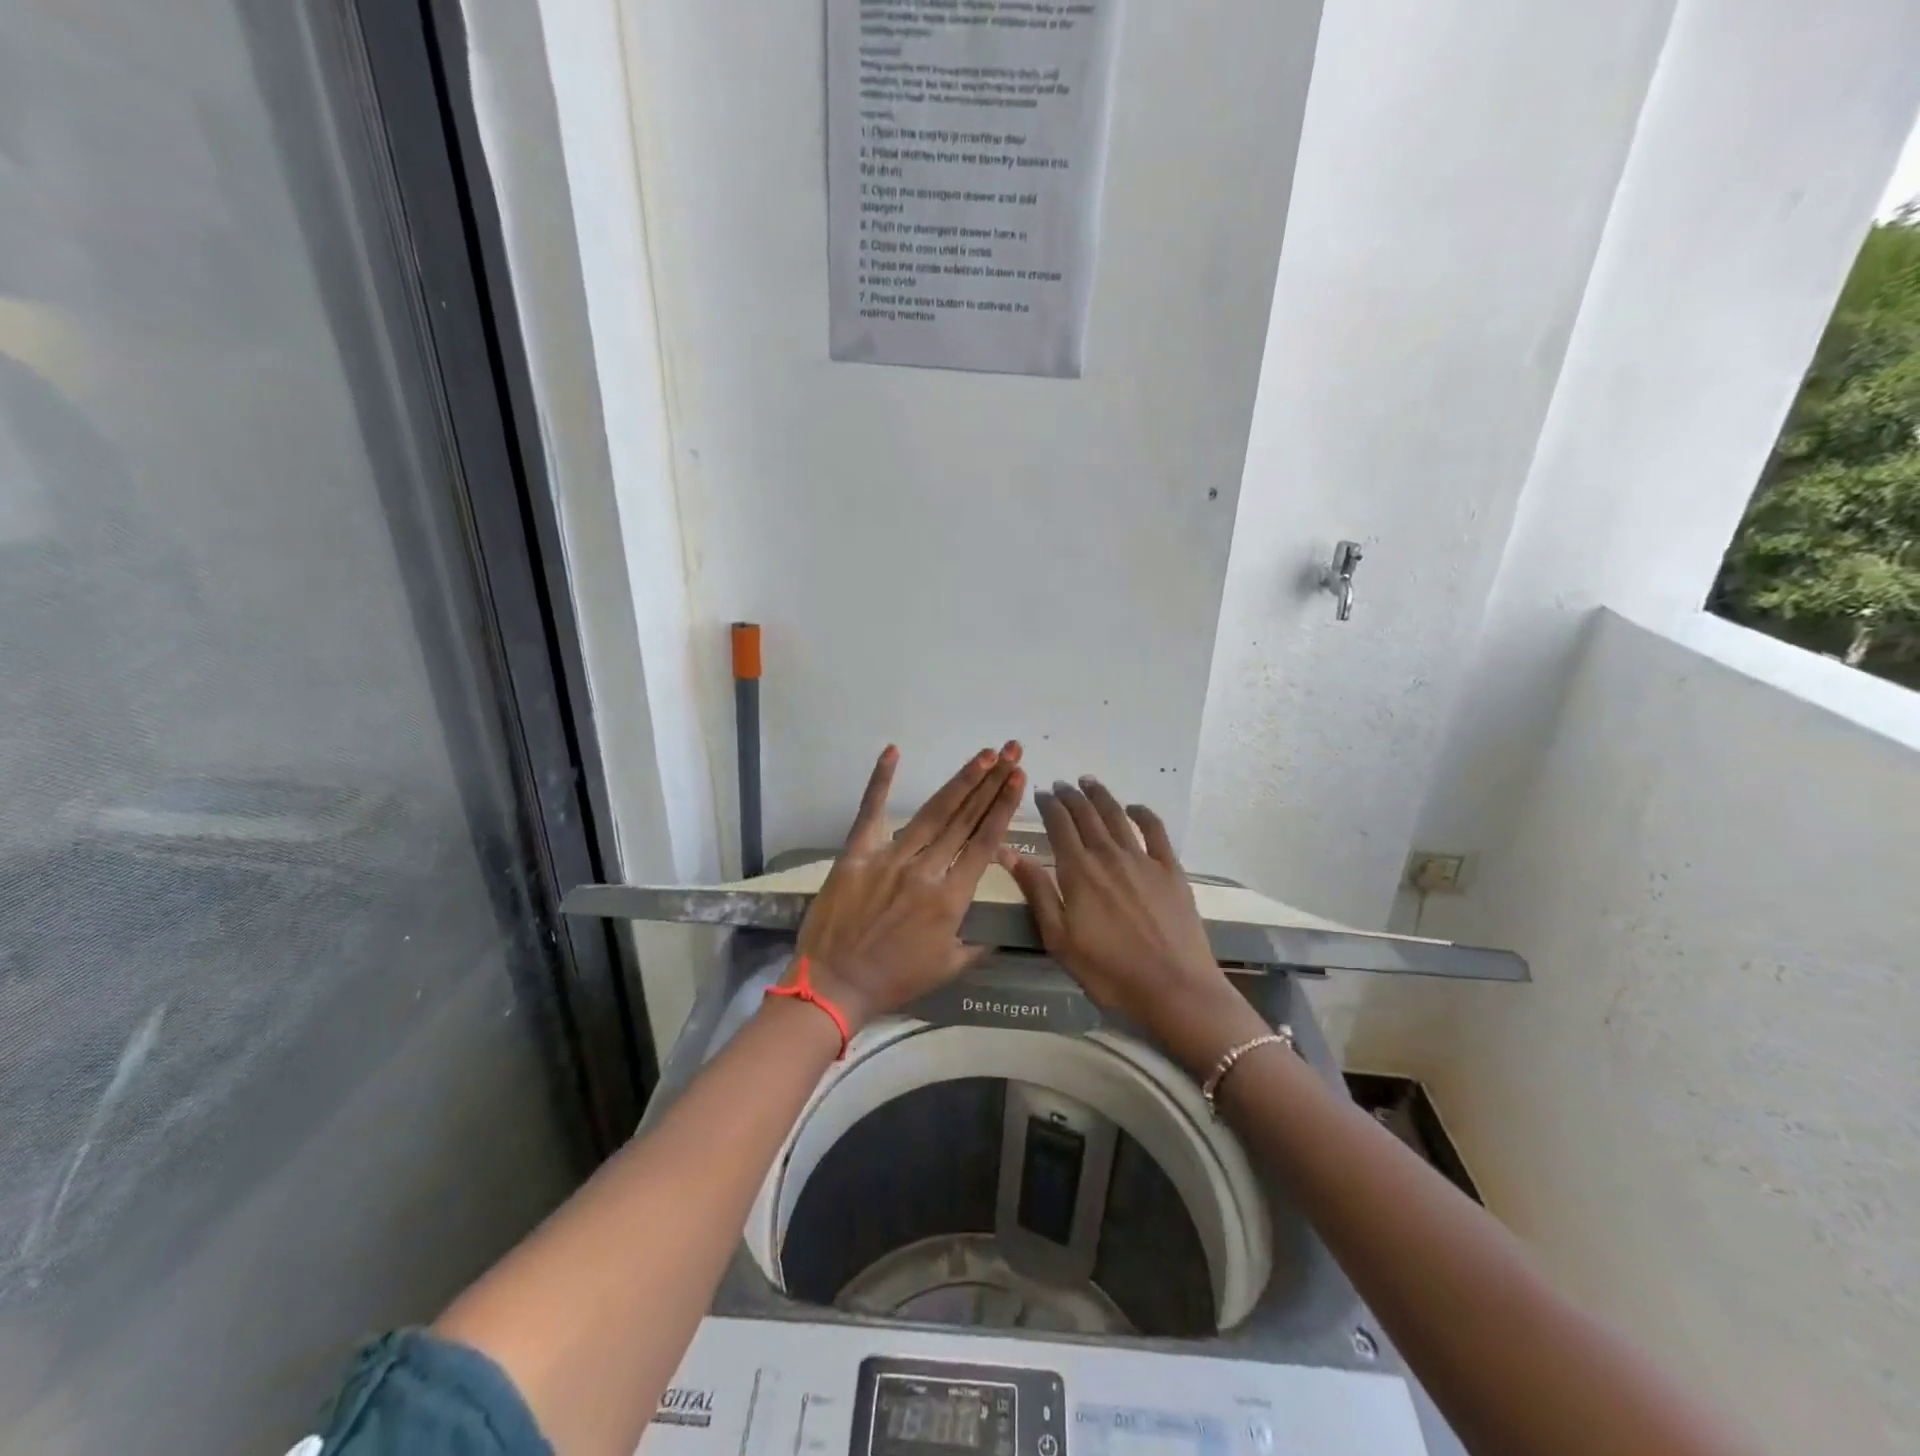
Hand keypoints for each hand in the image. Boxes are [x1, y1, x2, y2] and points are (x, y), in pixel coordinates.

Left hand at [793, 742, 1026, 1029]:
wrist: (834, 986)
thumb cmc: (894, 980)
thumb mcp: (949, 968)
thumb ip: (980, 944)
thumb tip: (1003, 930)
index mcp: (950, 898)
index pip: (984, 843)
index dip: (1003, 808)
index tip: (1018, 780)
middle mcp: (925, 870)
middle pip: (965, 819)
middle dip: (991, 783)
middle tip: (1009, 752)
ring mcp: (889, 858)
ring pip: (932, 813)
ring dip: (960, 781)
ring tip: (982, 755)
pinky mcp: (856, 854)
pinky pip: (870, 811)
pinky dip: (880, 780)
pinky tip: (893, 751)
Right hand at [997, 776, 1265, 1073]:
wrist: (1174, 989)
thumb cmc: (1109, 971)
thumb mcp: (1059, 939)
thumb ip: (1036, 891)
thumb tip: (1008, 852)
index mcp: (1078, 871)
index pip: (1059, 825)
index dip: (1049, 805)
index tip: (1041, 793)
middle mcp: (1109, 855)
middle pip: (1087, 815)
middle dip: (1071, 796)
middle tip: (1061, 785)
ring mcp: (1143, 859)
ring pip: (1117, 816)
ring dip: (1101, 796)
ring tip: (1089, 782)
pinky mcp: (1171, 870)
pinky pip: (1156, 830)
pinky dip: (1142, 813)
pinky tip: (1134, 808)